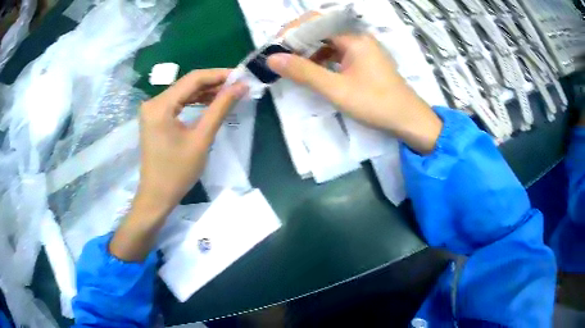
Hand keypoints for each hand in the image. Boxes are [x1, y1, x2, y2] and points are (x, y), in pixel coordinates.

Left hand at [136, 69, 246, 215]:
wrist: (157, 196)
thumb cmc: (178, 172)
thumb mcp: (201, 139)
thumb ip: (220, 108)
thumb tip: (240, 87)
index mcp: (160, 106)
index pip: (193, 79)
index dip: (219, 75)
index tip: (241, 76)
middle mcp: (153, 102)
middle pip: (187, 84)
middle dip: (214, 83)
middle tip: (238, 85)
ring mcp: (153, 110)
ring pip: (183, 92)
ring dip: (205, 92)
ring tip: (229, 93)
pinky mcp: (155, 117)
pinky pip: (178, 103)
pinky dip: (195, 101)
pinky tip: (211, 102)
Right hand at [267, 34, 442, 153]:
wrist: (408, 120)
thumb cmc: (375, 103)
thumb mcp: (336, 88)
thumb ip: (304, 71)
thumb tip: (272, 58)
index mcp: (354, 38)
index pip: (316, 23)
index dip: (293, 31)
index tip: (275, 46)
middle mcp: (359, 38)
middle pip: (322, 31)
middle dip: (299, 41)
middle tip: (280, 56)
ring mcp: (363, 50)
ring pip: (330, 43)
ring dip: (310, 51)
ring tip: (293, 64)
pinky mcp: (365, 62)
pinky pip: (339, 54)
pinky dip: (324, 60)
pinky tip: (316, 71)